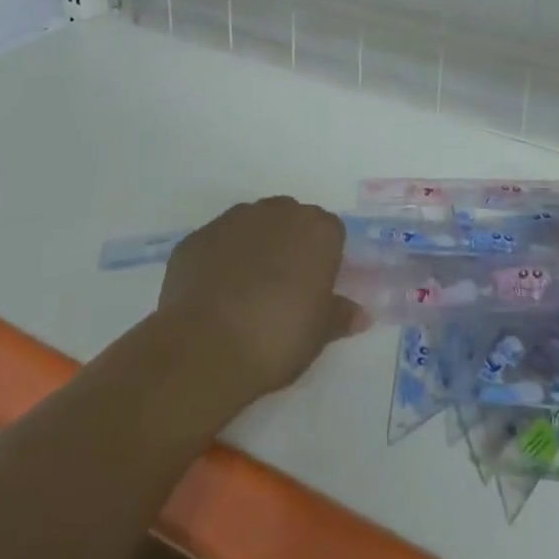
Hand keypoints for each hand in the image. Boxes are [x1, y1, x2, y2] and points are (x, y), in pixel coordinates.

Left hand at [157, 197, 366, 399]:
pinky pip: (217, 243)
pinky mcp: (198, 236)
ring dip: (253, 246)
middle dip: (289, 244)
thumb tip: (360, 314)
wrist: (206, 346)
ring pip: (252, 225)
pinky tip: (214, 294)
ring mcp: (233, 220)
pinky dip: (219, 259)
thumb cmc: (278, 336)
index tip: (316, 286)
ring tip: (246, 290)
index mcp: (316, 229)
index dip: (324, 258)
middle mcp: (277, 212)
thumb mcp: (319, 334)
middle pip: (290, 219)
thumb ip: (340, 315)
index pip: (330, 232)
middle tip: (284, 287)